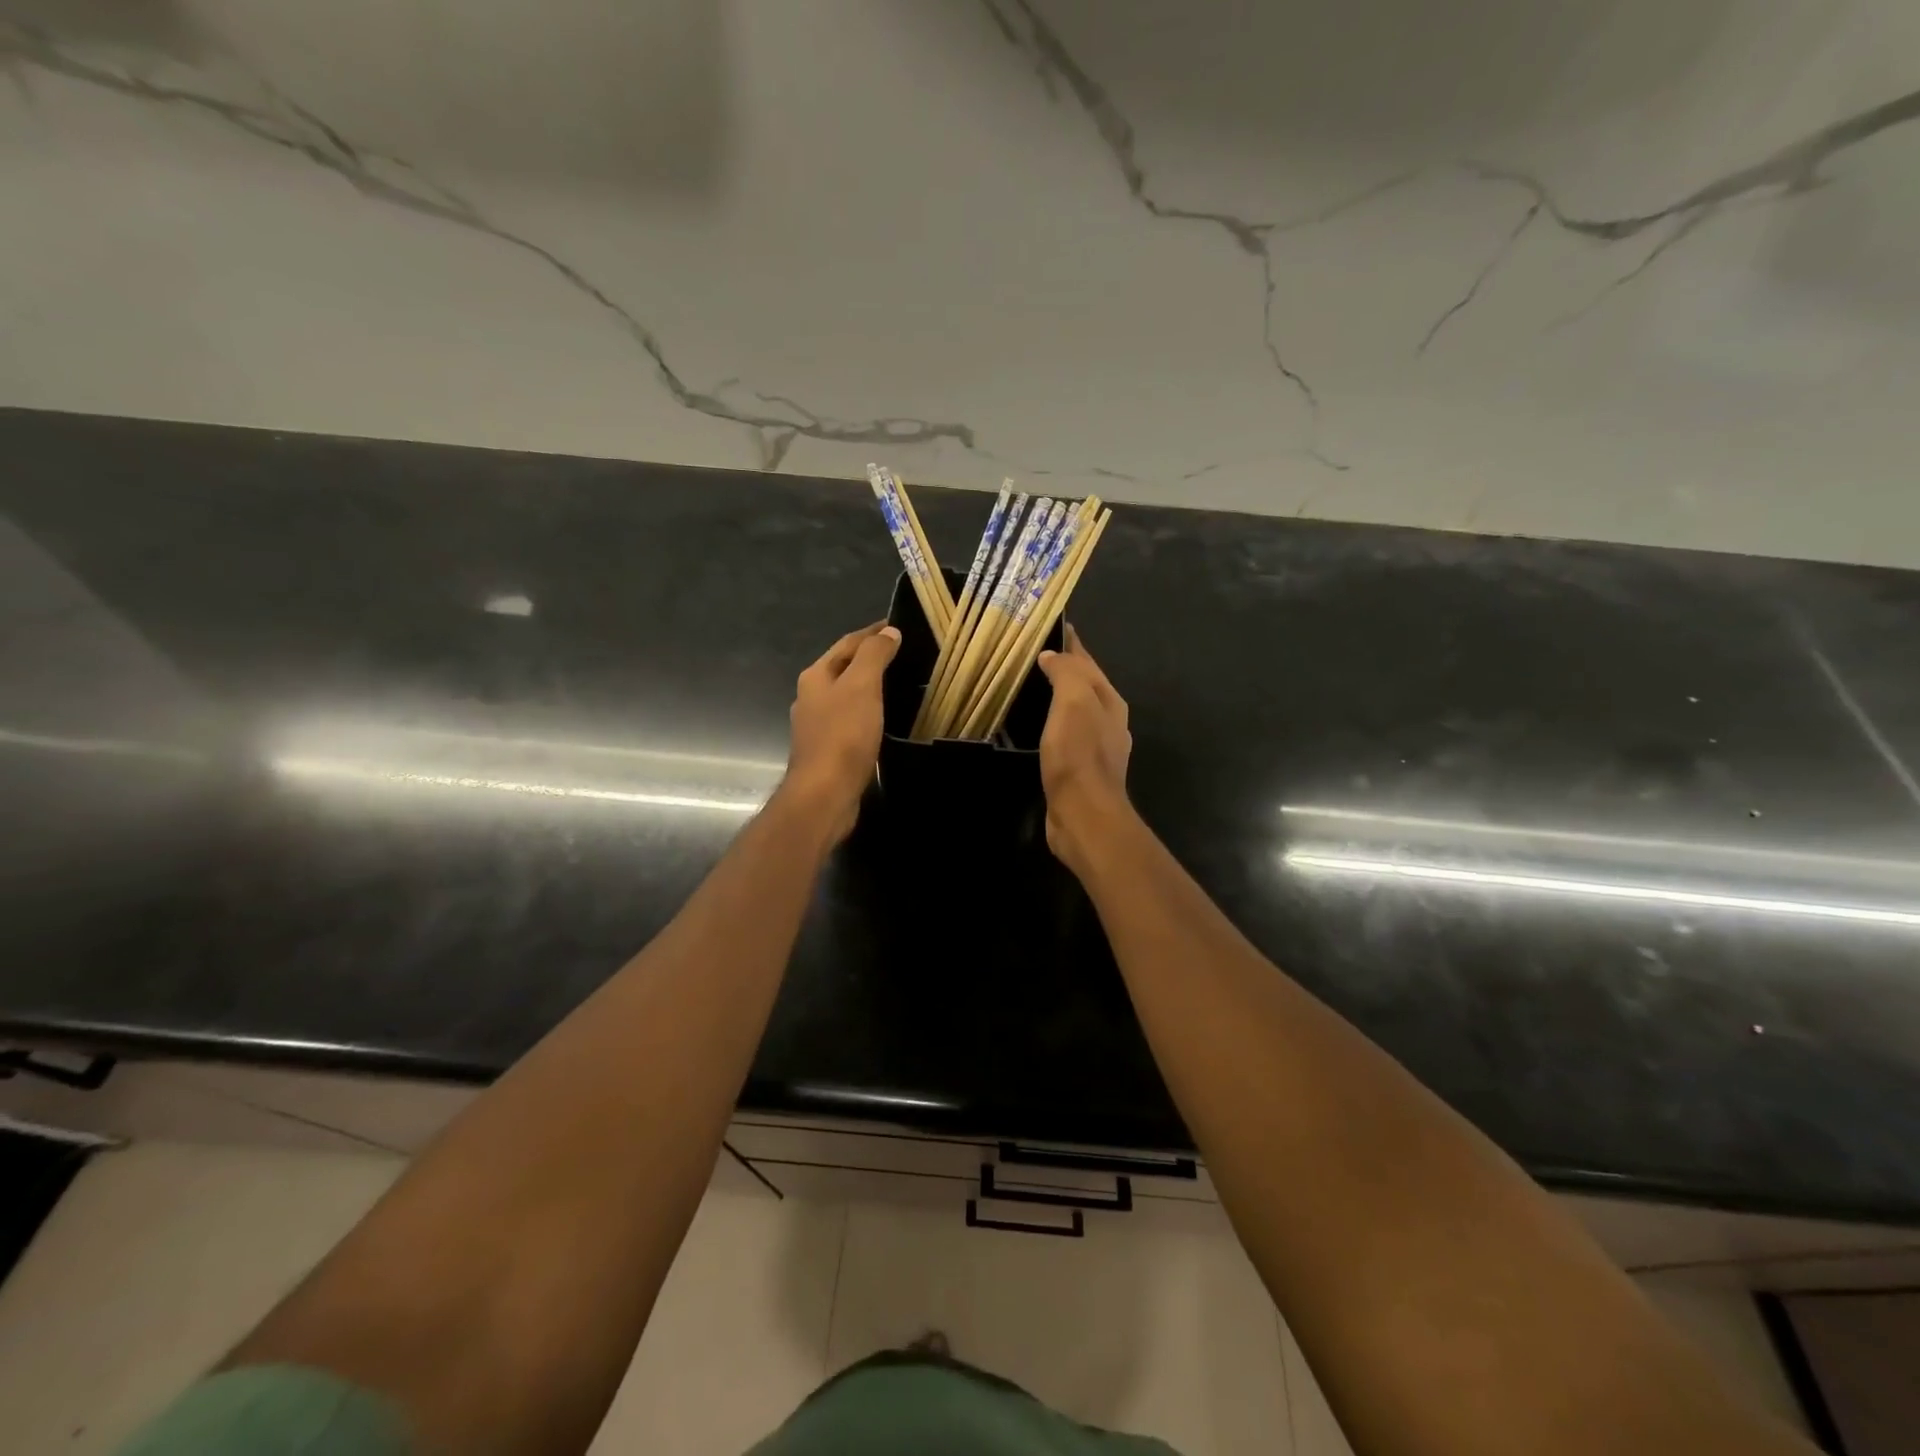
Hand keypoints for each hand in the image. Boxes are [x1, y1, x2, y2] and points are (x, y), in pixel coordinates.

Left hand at [780, 622, 900, 843]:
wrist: (824, 793)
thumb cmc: (843, 735)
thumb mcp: (862, 686)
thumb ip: (874, 655)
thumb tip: (887, 632)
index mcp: (815, 677)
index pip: (846, 644)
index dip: (871, 633)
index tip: (894, 626)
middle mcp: (811, 698)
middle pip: (842, 668)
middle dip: (867, 658)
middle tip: (899, 653)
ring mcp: (816, 726)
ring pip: (845, 696)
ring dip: (866, 687)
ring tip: (894, 684)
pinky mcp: (827, 751)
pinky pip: (849, 721)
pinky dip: (866, 712)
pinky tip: (880, 720)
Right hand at [1035, 624, 1133, 873]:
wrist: (1084, 815)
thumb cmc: (1079, 755)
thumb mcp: (1074, 702)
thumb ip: (1067, 673)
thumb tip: (1053, 655)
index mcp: (1109, 701)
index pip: (1088, 662)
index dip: (1072, 644)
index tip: (1054, 625)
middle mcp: (1108, 721)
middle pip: (1085, 685)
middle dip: (1065, 668)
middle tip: (1034, 653)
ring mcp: (1096, 748)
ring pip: (1075, 711)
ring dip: (1058, 696)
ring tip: (1031, 685)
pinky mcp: (1080, 770)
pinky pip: (1065, 734)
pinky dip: (1052, 722)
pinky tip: (1037, 727)